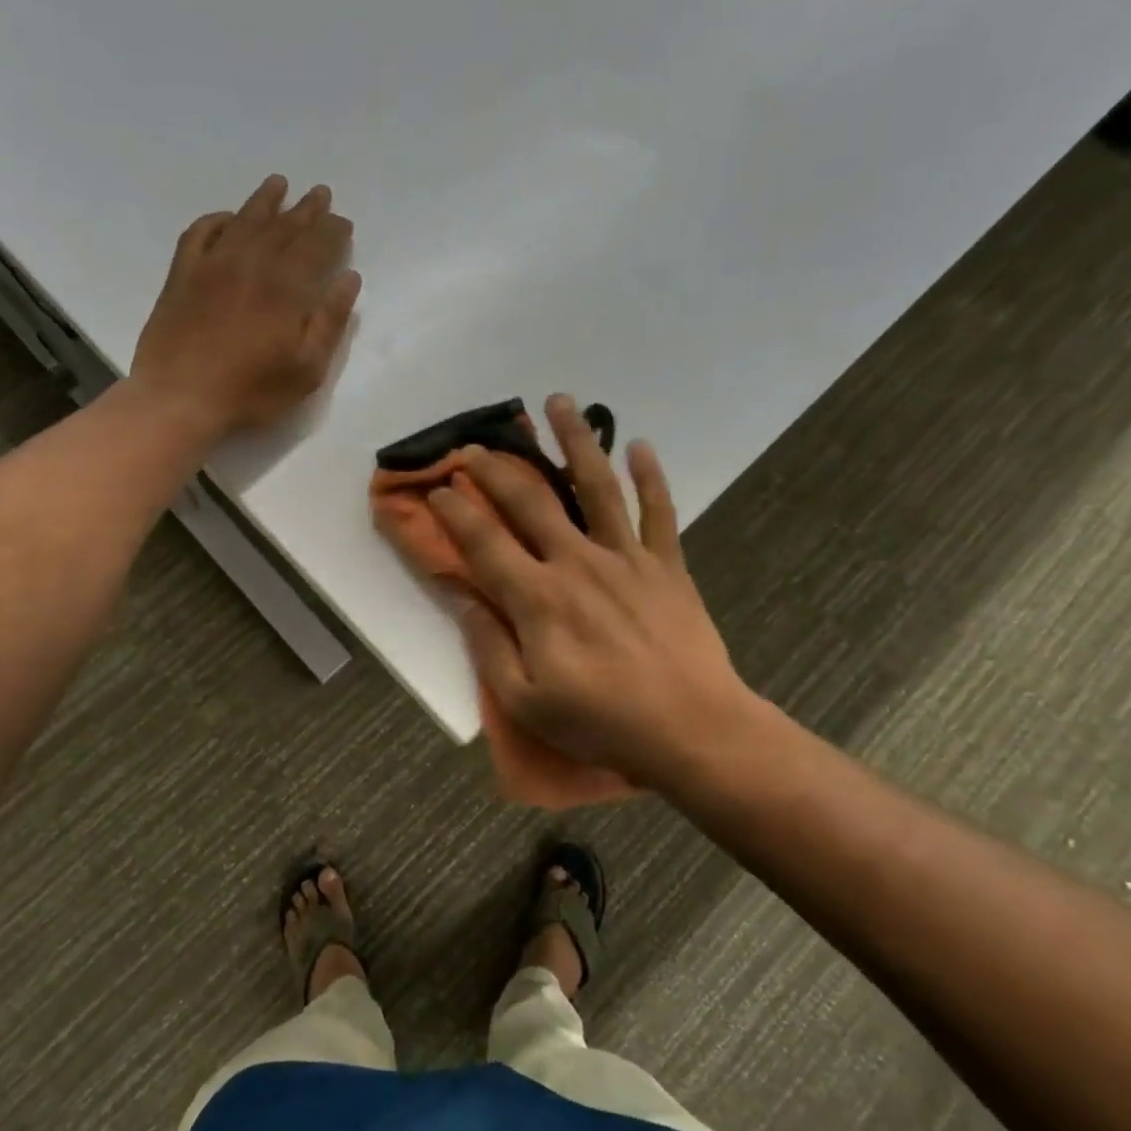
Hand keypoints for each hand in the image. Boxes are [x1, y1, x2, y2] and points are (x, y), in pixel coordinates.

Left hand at [131, 174, 360, 436]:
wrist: (179, 399)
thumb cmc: (251, 392)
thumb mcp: (306, 369)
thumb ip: (330, 321)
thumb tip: (349, 278)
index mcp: (284, 287)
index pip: (316, 246)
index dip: (332, 232)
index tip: (343, 222)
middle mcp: (250, 263)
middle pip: (283, 227)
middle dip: (306, 210)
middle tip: (320, 193)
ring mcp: (211, 265)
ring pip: (244, 221)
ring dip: (265, 201)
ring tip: (279, 184)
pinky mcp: (181, 275)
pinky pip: (200, 233)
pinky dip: (217, 220)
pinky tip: (228, 218)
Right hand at [429, 395, 758, 791]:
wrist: (693, 729)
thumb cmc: (602, 720)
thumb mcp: (526, 700)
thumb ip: (489, 646)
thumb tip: (461, 598)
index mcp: (538, 598)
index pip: (485, 542)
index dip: (455, 511)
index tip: (437, 487)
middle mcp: (578, 562)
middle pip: (532, 500)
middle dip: (499, 468)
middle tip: (478, 443)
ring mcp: (627, 558)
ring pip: (597, 485)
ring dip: (576, 440)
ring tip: (559, 401)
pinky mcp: (666, 565)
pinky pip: (658, 511)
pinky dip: (650, 476)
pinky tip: (638, 444)